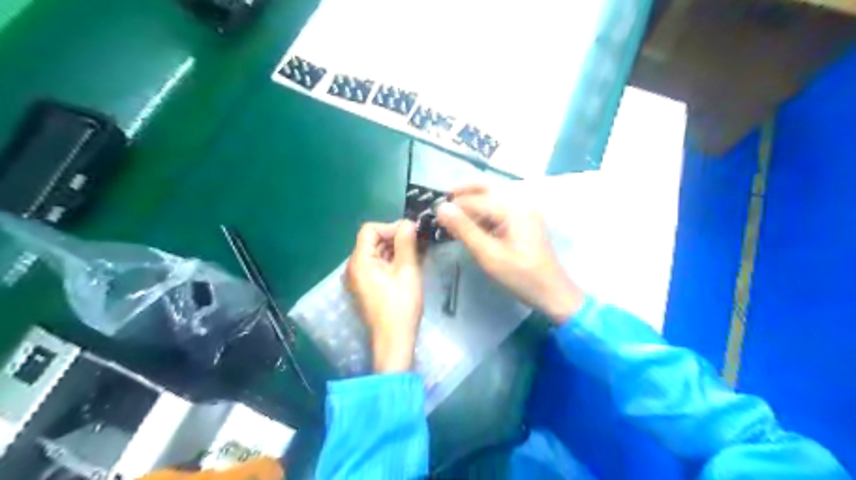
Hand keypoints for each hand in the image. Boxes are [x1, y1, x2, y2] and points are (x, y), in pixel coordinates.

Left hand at [343, 220, 420, 372]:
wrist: (394, 339)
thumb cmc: (401, 305)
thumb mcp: (407, 270)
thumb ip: (406, 242)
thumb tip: (407, 222)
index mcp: (359, 261)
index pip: (370, 229)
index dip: (391, 227)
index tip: (411, 235)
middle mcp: (354, 267)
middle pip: (372, 241)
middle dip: (395, 238)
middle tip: (418, 243)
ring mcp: (359, 279)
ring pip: (376, 253)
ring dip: (396, 250)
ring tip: (417, 254)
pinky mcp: (366, 288)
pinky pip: (377, 266)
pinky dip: (392, 262)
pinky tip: (409, 266)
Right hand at [437, 186, 585, 322]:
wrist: (552, 293)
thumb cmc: (520, 276)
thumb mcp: (489, 254)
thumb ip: (465, 229)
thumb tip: (441, 208)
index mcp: (513, 209)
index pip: (475, 199)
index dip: (453, 205)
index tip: (433, 213)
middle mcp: (520, 204)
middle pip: (486, 190)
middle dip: (462, 195)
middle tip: (442, 205)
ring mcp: (525, 212)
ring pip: (492, 200)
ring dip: (472, 205)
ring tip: (452, 217)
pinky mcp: (525, 223)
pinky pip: (500, 211)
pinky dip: (483, 215)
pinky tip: (471, 226)